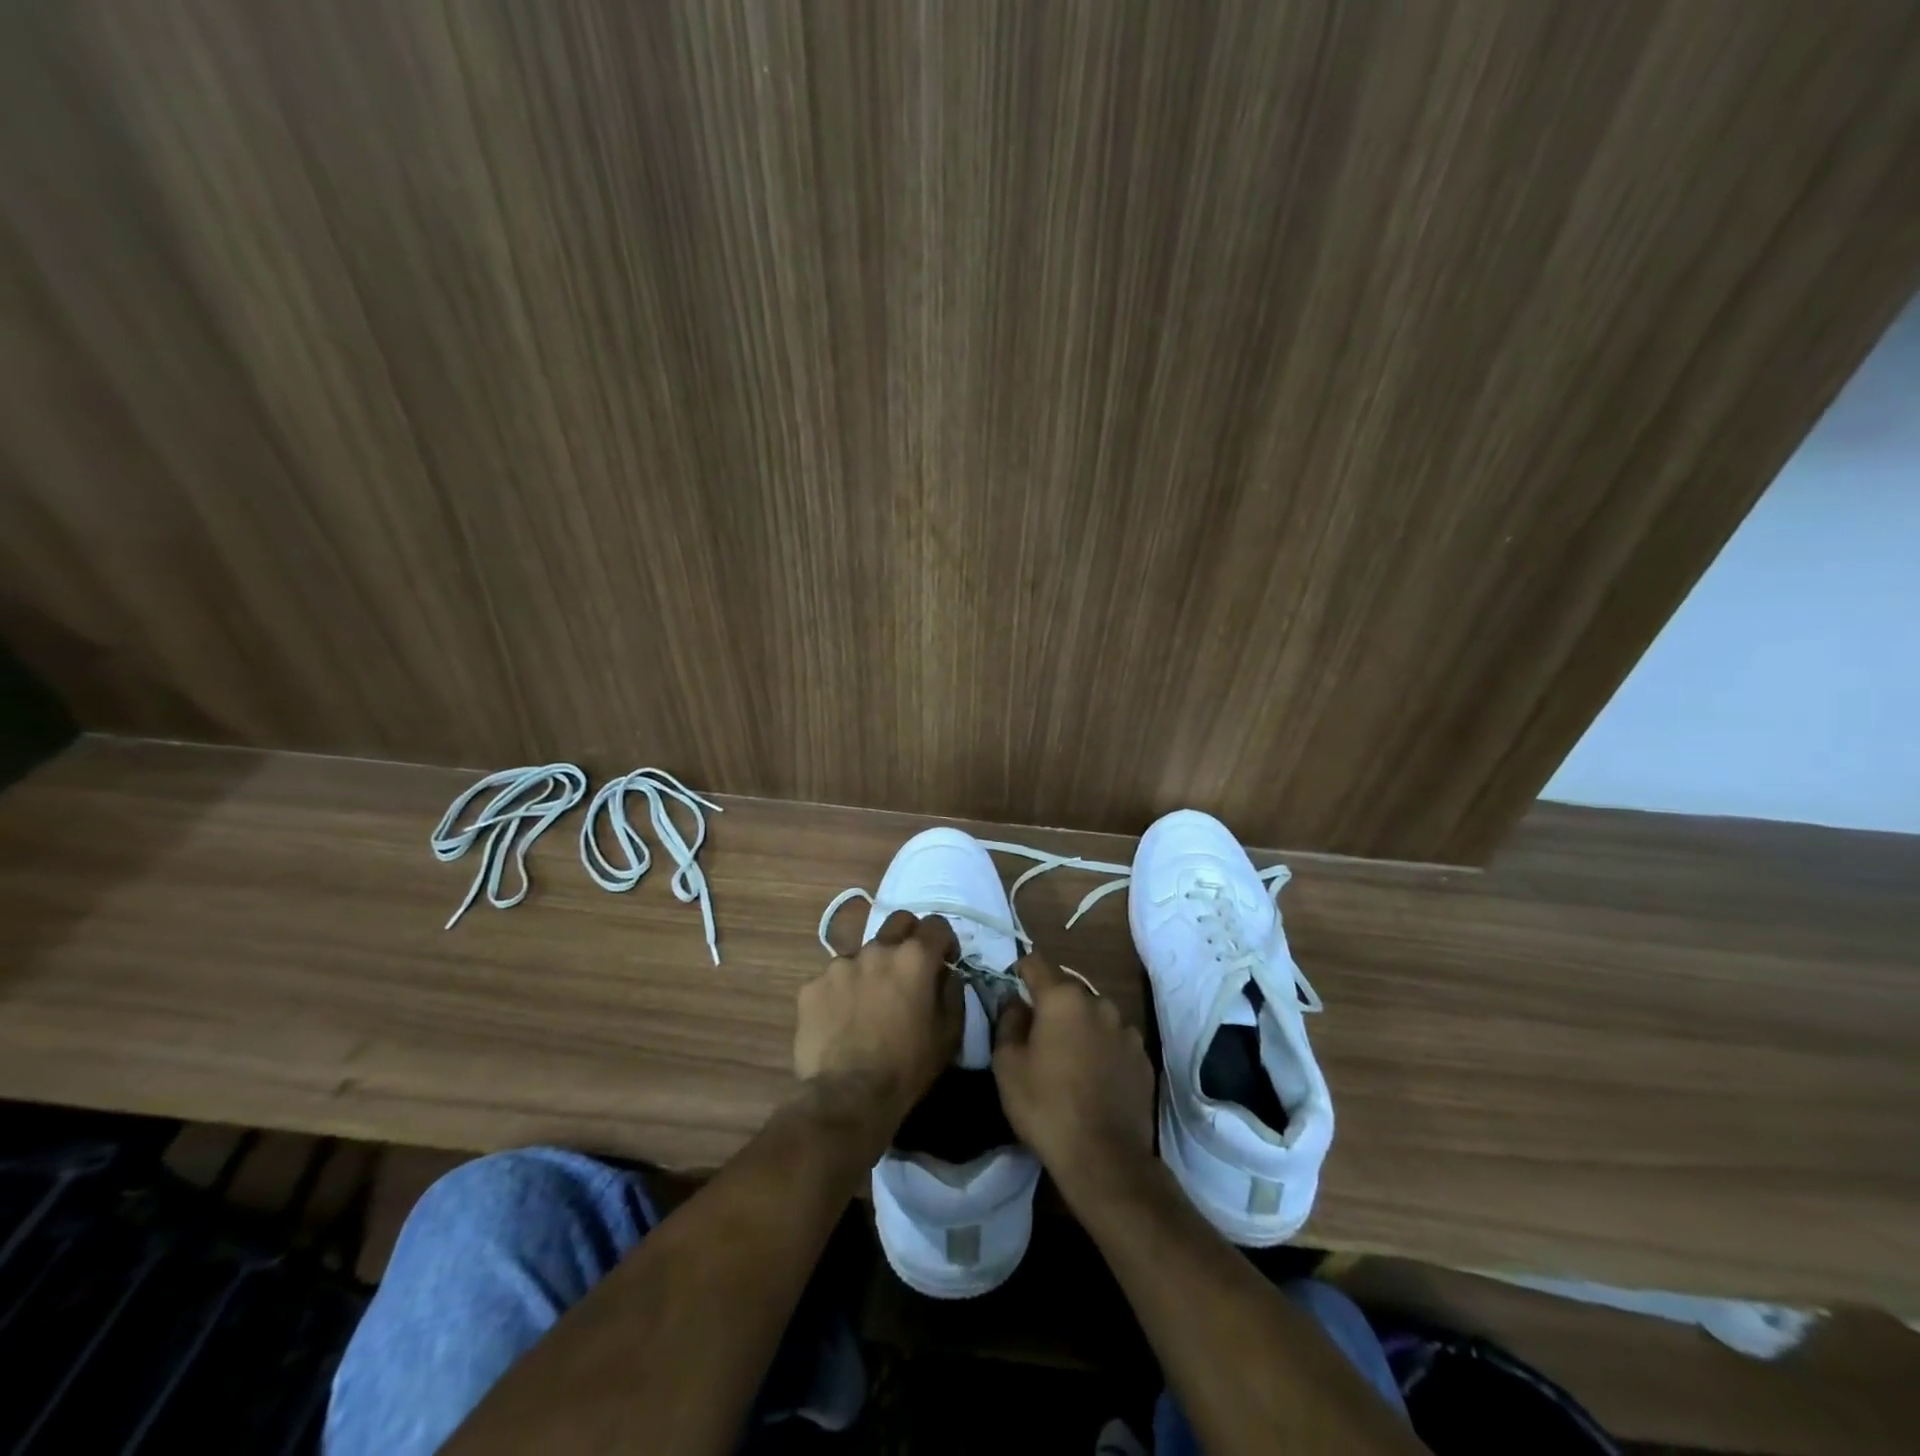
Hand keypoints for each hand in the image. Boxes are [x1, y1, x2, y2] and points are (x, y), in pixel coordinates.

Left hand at [794, 910, 963, 1132]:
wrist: (847, 1098)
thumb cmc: (907, 1067)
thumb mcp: (949, 1035)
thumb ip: (953, 992)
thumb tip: (947, 974)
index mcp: (914, 958)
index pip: (936, 925)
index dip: (945, 940)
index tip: (945, 960)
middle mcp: (876, 950)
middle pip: (898, 922)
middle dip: (909, 936)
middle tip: (909, 968)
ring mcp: (839, 965)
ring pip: (863, 953)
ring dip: (872, 968)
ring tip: (869, 1003)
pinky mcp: (812, 986)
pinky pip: (833, 979)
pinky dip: (842, 992)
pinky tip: (842, 1020)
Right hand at [992, 954, 1154, 1195]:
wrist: (1104, 1158)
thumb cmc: (1046, 1106)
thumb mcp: (1007, 1065)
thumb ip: (1008, 1022)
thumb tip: (1014, 1002)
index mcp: (1063, 998)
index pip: (1036, 963)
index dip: (1021, 970)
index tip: (1013, 987)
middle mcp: (1099, 1003)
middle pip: (1068, 991)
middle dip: (1052, 1005)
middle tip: (1037, 1035)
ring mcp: (1126, 1030)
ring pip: (1094, 1016)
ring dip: (1080, 1027)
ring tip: (1069, 1060)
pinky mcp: (1143, 1058)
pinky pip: (1115, 1041)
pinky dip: (1103, 1050)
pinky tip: (1094, 1078)